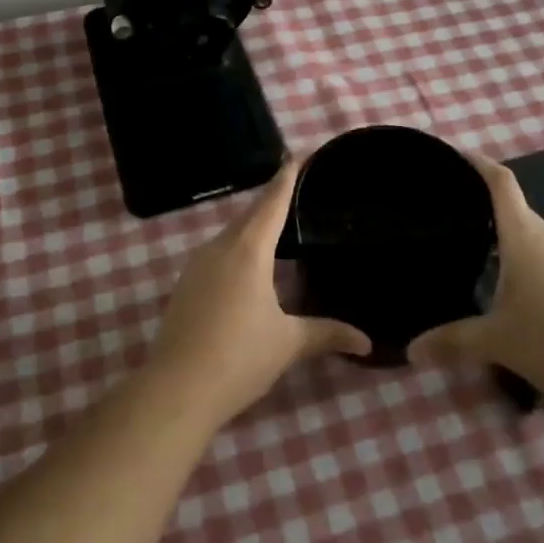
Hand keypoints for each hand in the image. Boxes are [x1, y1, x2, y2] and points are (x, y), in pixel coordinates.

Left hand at [149, 160, 371, 426]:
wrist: (175, 389)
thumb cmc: (238, 357)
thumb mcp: (288, 343)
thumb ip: (326, 333)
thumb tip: (368, 342)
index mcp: (248, 250)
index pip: (271, 202)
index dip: (287, 177)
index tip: (299, 153)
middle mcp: (219, 248)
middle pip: (250, 215)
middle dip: (272, 201)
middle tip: (298, 191)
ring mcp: (197, 266)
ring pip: (231, 234)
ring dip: (253, 227)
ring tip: (279, 227)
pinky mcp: (185, 285)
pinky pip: (218, 253)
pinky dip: (238, 248)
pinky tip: (249, 266)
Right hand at [405, 151, 543, 401]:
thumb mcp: (497, 341)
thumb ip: (452, 341)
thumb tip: (411, 349)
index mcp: (524, 236)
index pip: (500, 182)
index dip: (477, 163)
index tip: (452, 156)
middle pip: (513, 206)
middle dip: (481, 203)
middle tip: (446, 212)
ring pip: (530, 233)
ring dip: (503, 234)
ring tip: (469, 245)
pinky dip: (521, 257)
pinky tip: (506, 283)